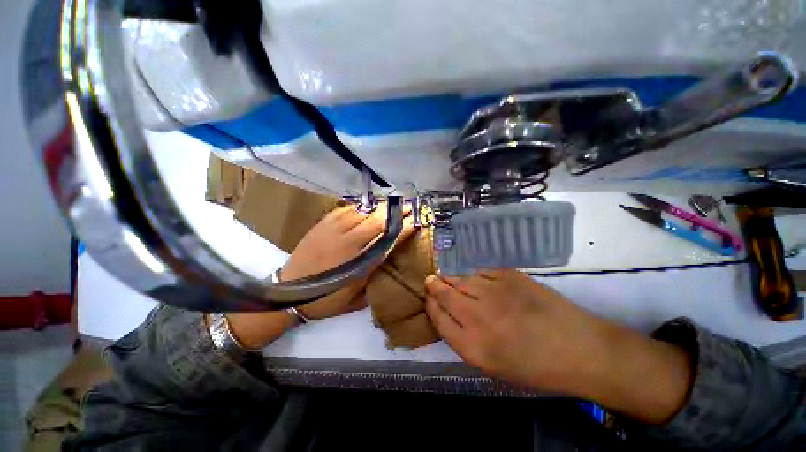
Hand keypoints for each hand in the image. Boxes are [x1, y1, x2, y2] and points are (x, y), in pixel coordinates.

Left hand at [281, 203, 414, 319]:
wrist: (286, 294)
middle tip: (407, 205)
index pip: (386, 240)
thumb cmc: (324, 301)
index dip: (402, 229)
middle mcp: (346, 243)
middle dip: (394, 212)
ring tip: (392, 203)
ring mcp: (332, 231)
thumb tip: (389, 262)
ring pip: (361, 212)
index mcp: (357, 264)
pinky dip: (360, 206)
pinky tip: (368, 205)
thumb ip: (374, 280)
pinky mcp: (321, 225)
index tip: (414, 221)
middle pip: (375, 221)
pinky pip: (345, 210)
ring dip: (379, 206)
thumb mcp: (354, 301)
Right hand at [425, 269, 692, 423]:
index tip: (429, 298)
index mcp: (473, 347)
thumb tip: (447, 314)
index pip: (438, 317)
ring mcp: (495, 292)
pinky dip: (475, 275)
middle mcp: (478, 317)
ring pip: (461, 279)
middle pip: (444, 293)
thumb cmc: (536, 367)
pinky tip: (477, 279)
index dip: (430, 305)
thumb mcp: (493, 366)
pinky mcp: (510, 275)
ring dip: (452, 278)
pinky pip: (481, 271)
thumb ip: (464, 340)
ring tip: (448, 278)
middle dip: (434, 286)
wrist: (581, 349)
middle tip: (430, 280)